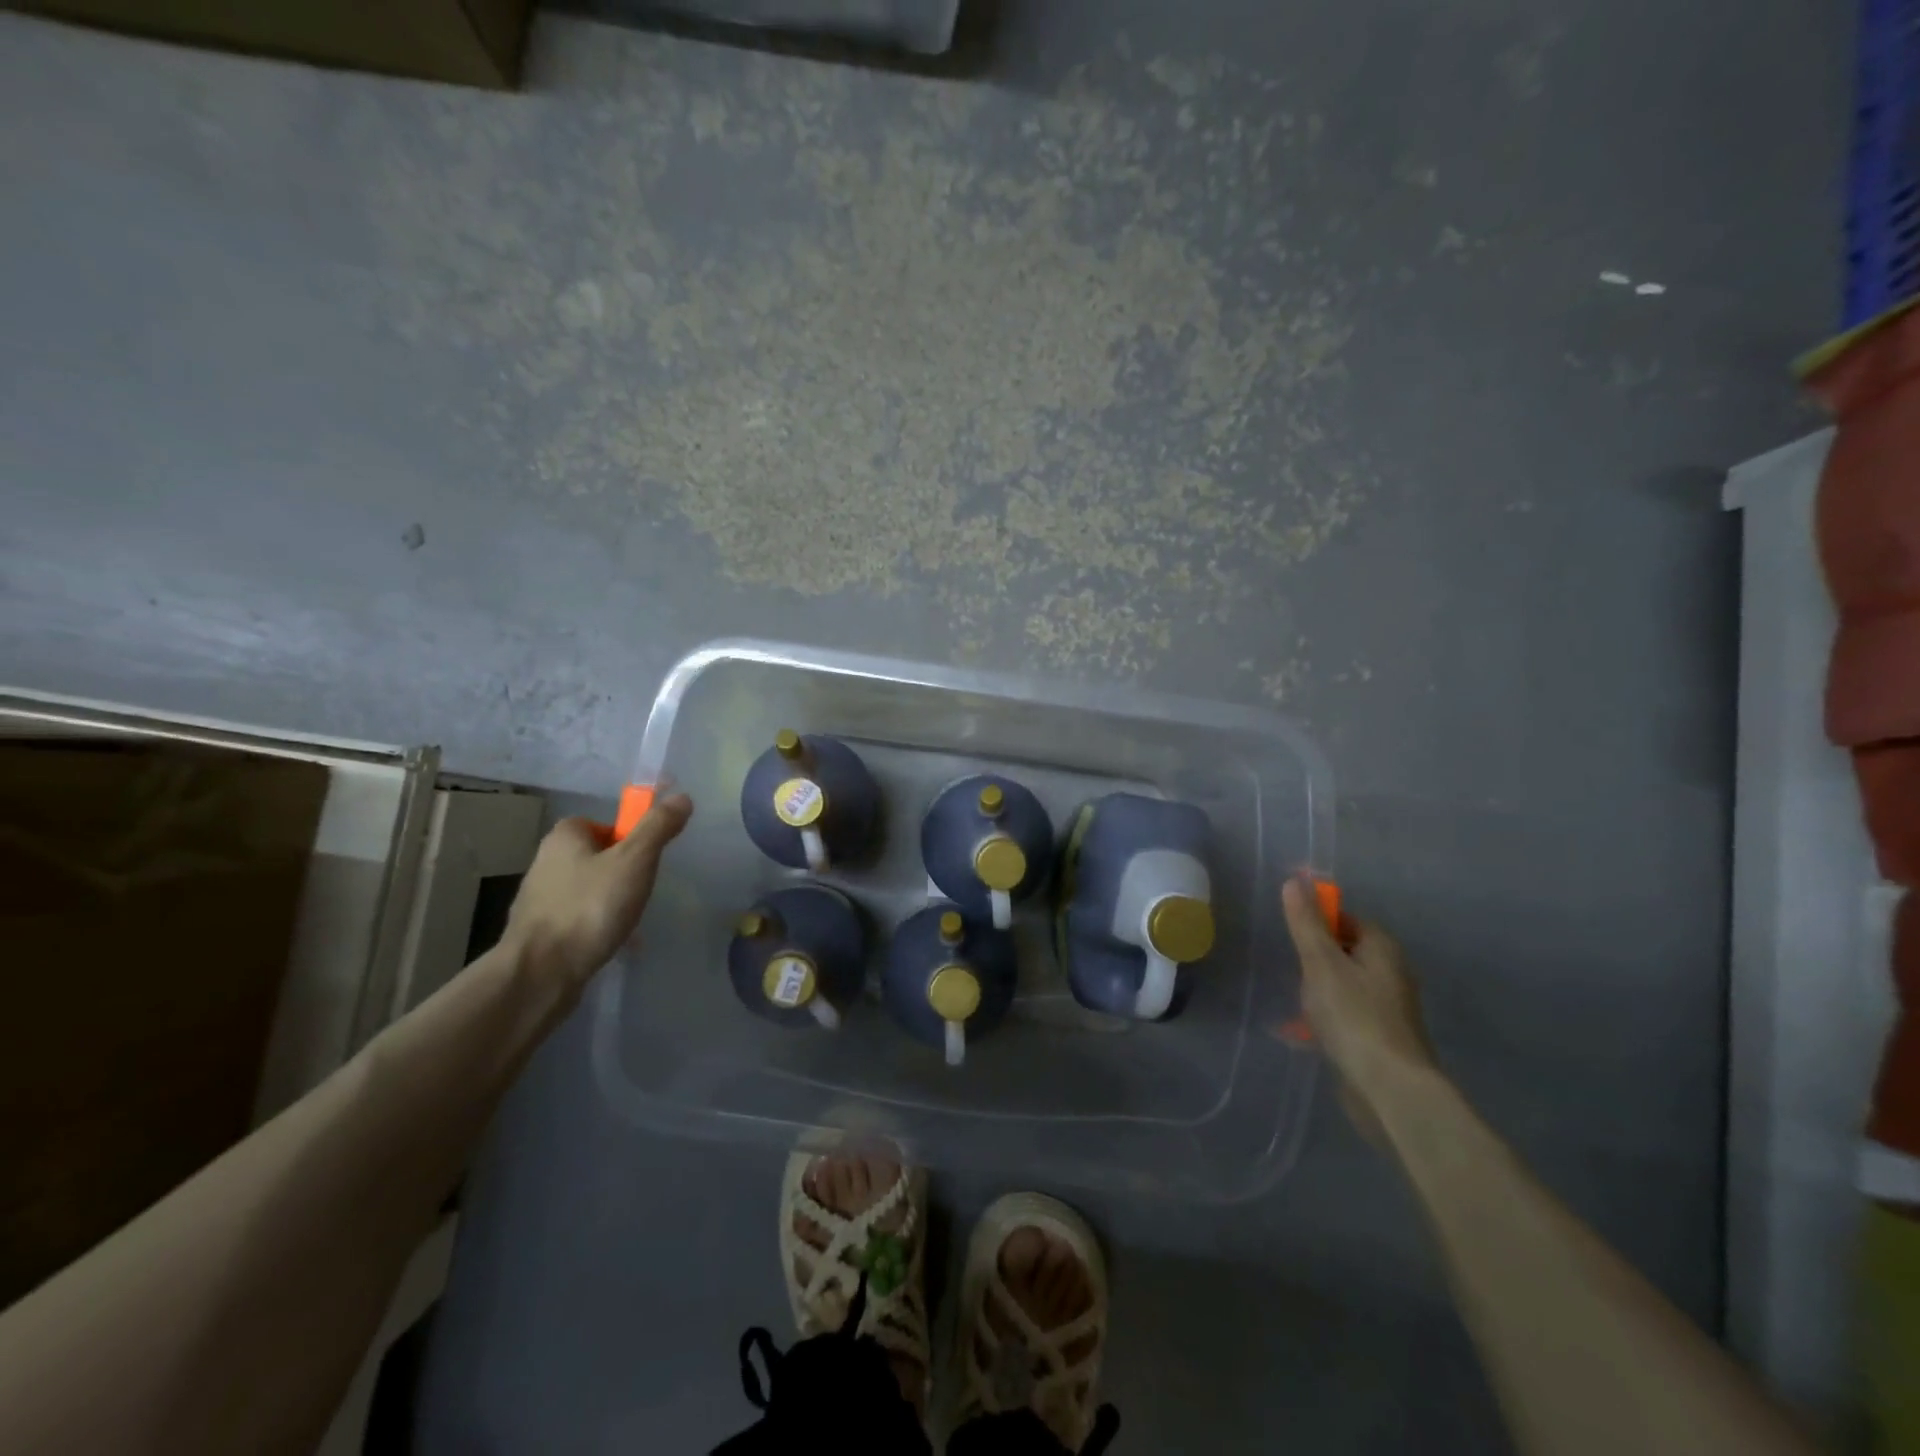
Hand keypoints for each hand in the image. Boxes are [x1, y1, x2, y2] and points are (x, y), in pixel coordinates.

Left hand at [503, 792, 693, 992]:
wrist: (541, 974)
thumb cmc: (590, 907)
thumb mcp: (635, 861)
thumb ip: (658, 827)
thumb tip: (682, 797)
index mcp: (564, 837)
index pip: (602, 823)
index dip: (628, 837)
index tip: (647, 858)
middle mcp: (546, 862)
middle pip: (597, 856)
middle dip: (623, 872)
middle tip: (643, 889)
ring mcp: (539, 899)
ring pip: (589, 889)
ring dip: (611, 901)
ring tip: (630, 920)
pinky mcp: (539, 932)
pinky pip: (579, 919)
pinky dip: (598, 926)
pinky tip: (612, 943)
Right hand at [1280, 877, 1438, 1142]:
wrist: (1389, 1089)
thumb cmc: (1354, 1017)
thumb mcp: (1320, 963)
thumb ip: (1306, 923)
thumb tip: (1295, 880)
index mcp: (1382, 948)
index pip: (1346, 918)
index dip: (1317, 922)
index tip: (1294, 939)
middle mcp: (1392, 971)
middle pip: (1344, 950)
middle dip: (1315, 958)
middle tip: (1294, 972)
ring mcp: (1389, 1006)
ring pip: (1344, 983)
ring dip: (1319, 989)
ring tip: (1298, 1003)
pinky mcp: (1382, 1036)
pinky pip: (1347, 1013)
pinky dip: (1328, 1016)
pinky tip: (1307, 1032)